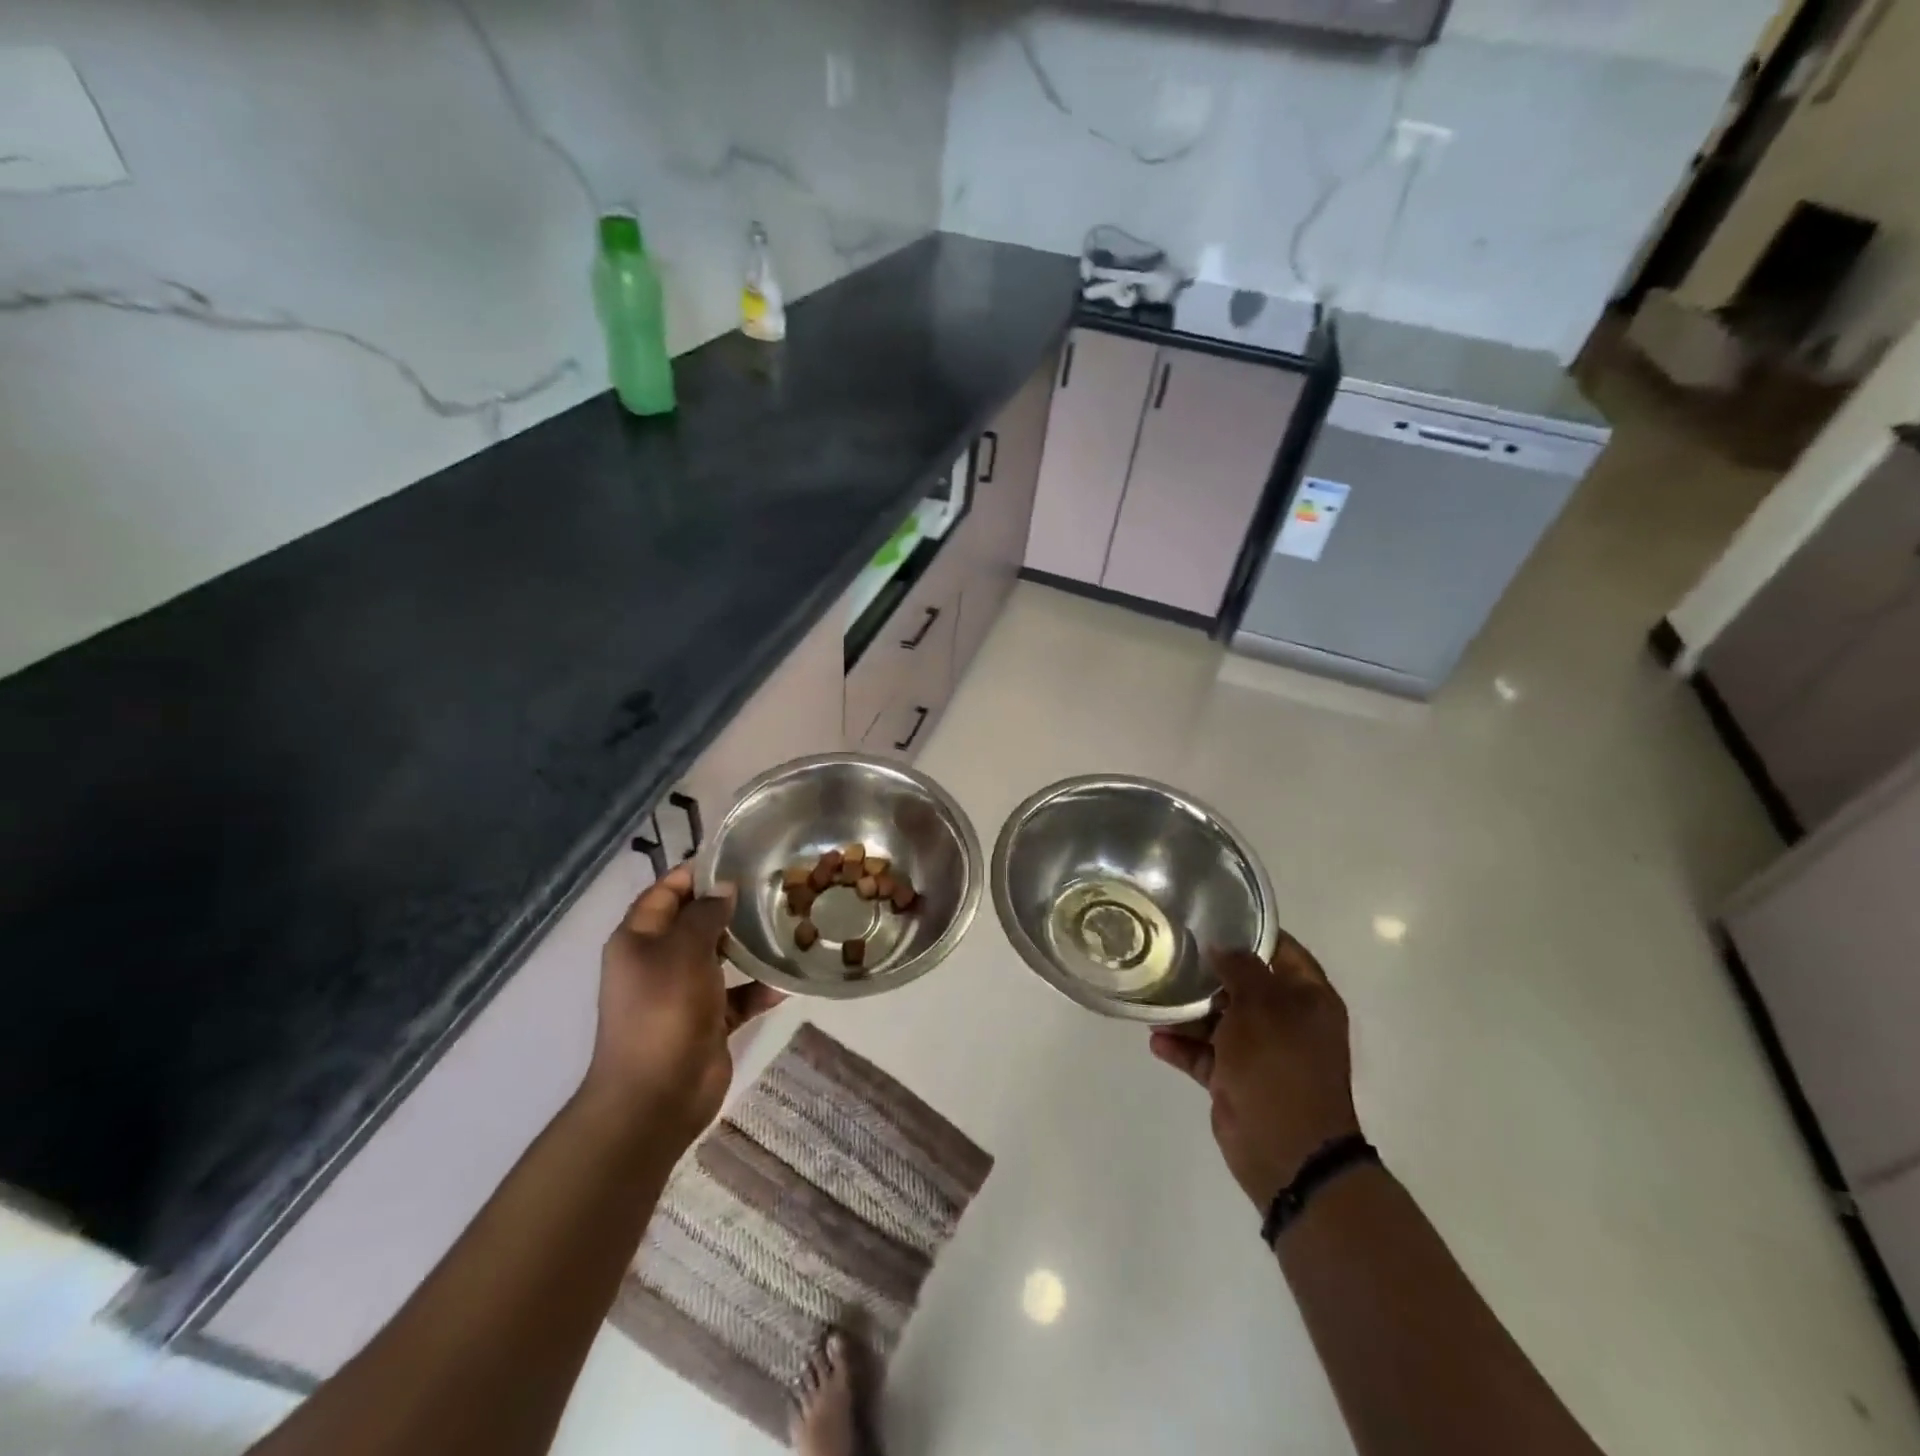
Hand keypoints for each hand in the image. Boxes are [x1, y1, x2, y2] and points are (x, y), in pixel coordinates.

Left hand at [585, 866, 783, 1146]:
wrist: (655, 1097)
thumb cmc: (664, 1010)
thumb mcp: (683, 951)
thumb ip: (705, 914)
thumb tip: (725, 889)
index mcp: (639, 940)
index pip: (665, 892)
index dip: (694, 873)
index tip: (736, 858)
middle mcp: (658, 962)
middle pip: (695, 923)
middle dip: (729, 907)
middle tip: (772, 888)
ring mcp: (683, 994)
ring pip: (720, 959)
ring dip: (749, 947)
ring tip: (788, 925)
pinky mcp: (707, 1022)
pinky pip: (737, 996)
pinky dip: (759, 989)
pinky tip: (788, 980)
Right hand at [1149, 934, 1360, 1210]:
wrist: (1287, 1153)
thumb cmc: (1279, 1067)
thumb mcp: (1261, 1007)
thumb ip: (1241, 969)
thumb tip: (1221, 945)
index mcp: (1307, 999)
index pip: (1281, 950)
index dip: (1249, 932)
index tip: (1210, 917)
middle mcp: (1286, 1021)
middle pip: (1243, 984)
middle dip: (1207, 972)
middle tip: (1170, 952)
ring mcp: (1260, 1052)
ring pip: (1219, 1019)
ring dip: (1188, 1012)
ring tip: (1154, 998)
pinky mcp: (1236, 1080)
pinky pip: (1205, 1054)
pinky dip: (1182, 1047)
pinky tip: (1155, 1038)